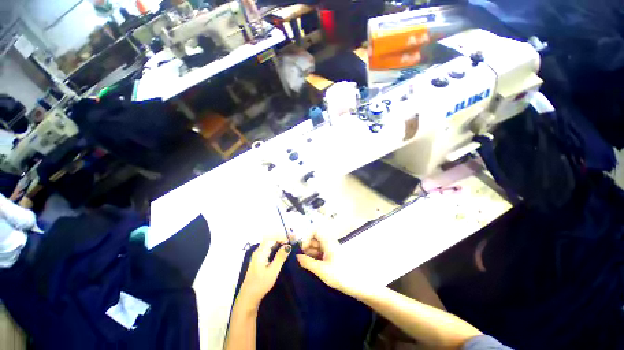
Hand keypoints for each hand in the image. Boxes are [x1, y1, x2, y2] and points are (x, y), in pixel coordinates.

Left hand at [237, 237, 290, 309]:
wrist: (248, 298)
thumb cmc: (261, 284)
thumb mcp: (273, 271)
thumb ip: (280, 257)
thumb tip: (288, 245)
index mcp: (260, 252)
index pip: (271, 238)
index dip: (281, 237)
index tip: (291, 241)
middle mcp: (258, 251)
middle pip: (270, 239)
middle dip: (281, 239)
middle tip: (291, 242)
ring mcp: (258, 255)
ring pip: (270, 244)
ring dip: (279, 243)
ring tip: (289, 246)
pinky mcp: (260, 260)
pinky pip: (269, 249)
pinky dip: (276, 248)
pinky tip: (282, 252)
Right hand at [297, 232, 367, 298]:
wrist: (357, 285)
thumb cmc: (339, 275)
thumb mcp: (321, 270)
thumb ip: (308, 262)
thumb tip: (296, 256)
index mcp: (328, 242)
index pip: (315, 231)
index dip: (307, 237)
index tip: (302, 249)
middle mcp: (329, 243)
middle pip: (315, 238)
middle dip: (307, 246)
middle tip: (301, 257)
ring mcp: (331, 250)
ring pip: (317, 246)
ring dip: (310, 252)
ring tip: (304, 263)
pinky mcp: (332, 257)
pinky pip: (321, 253)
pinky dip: (315, 257)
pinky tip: (311, 265)